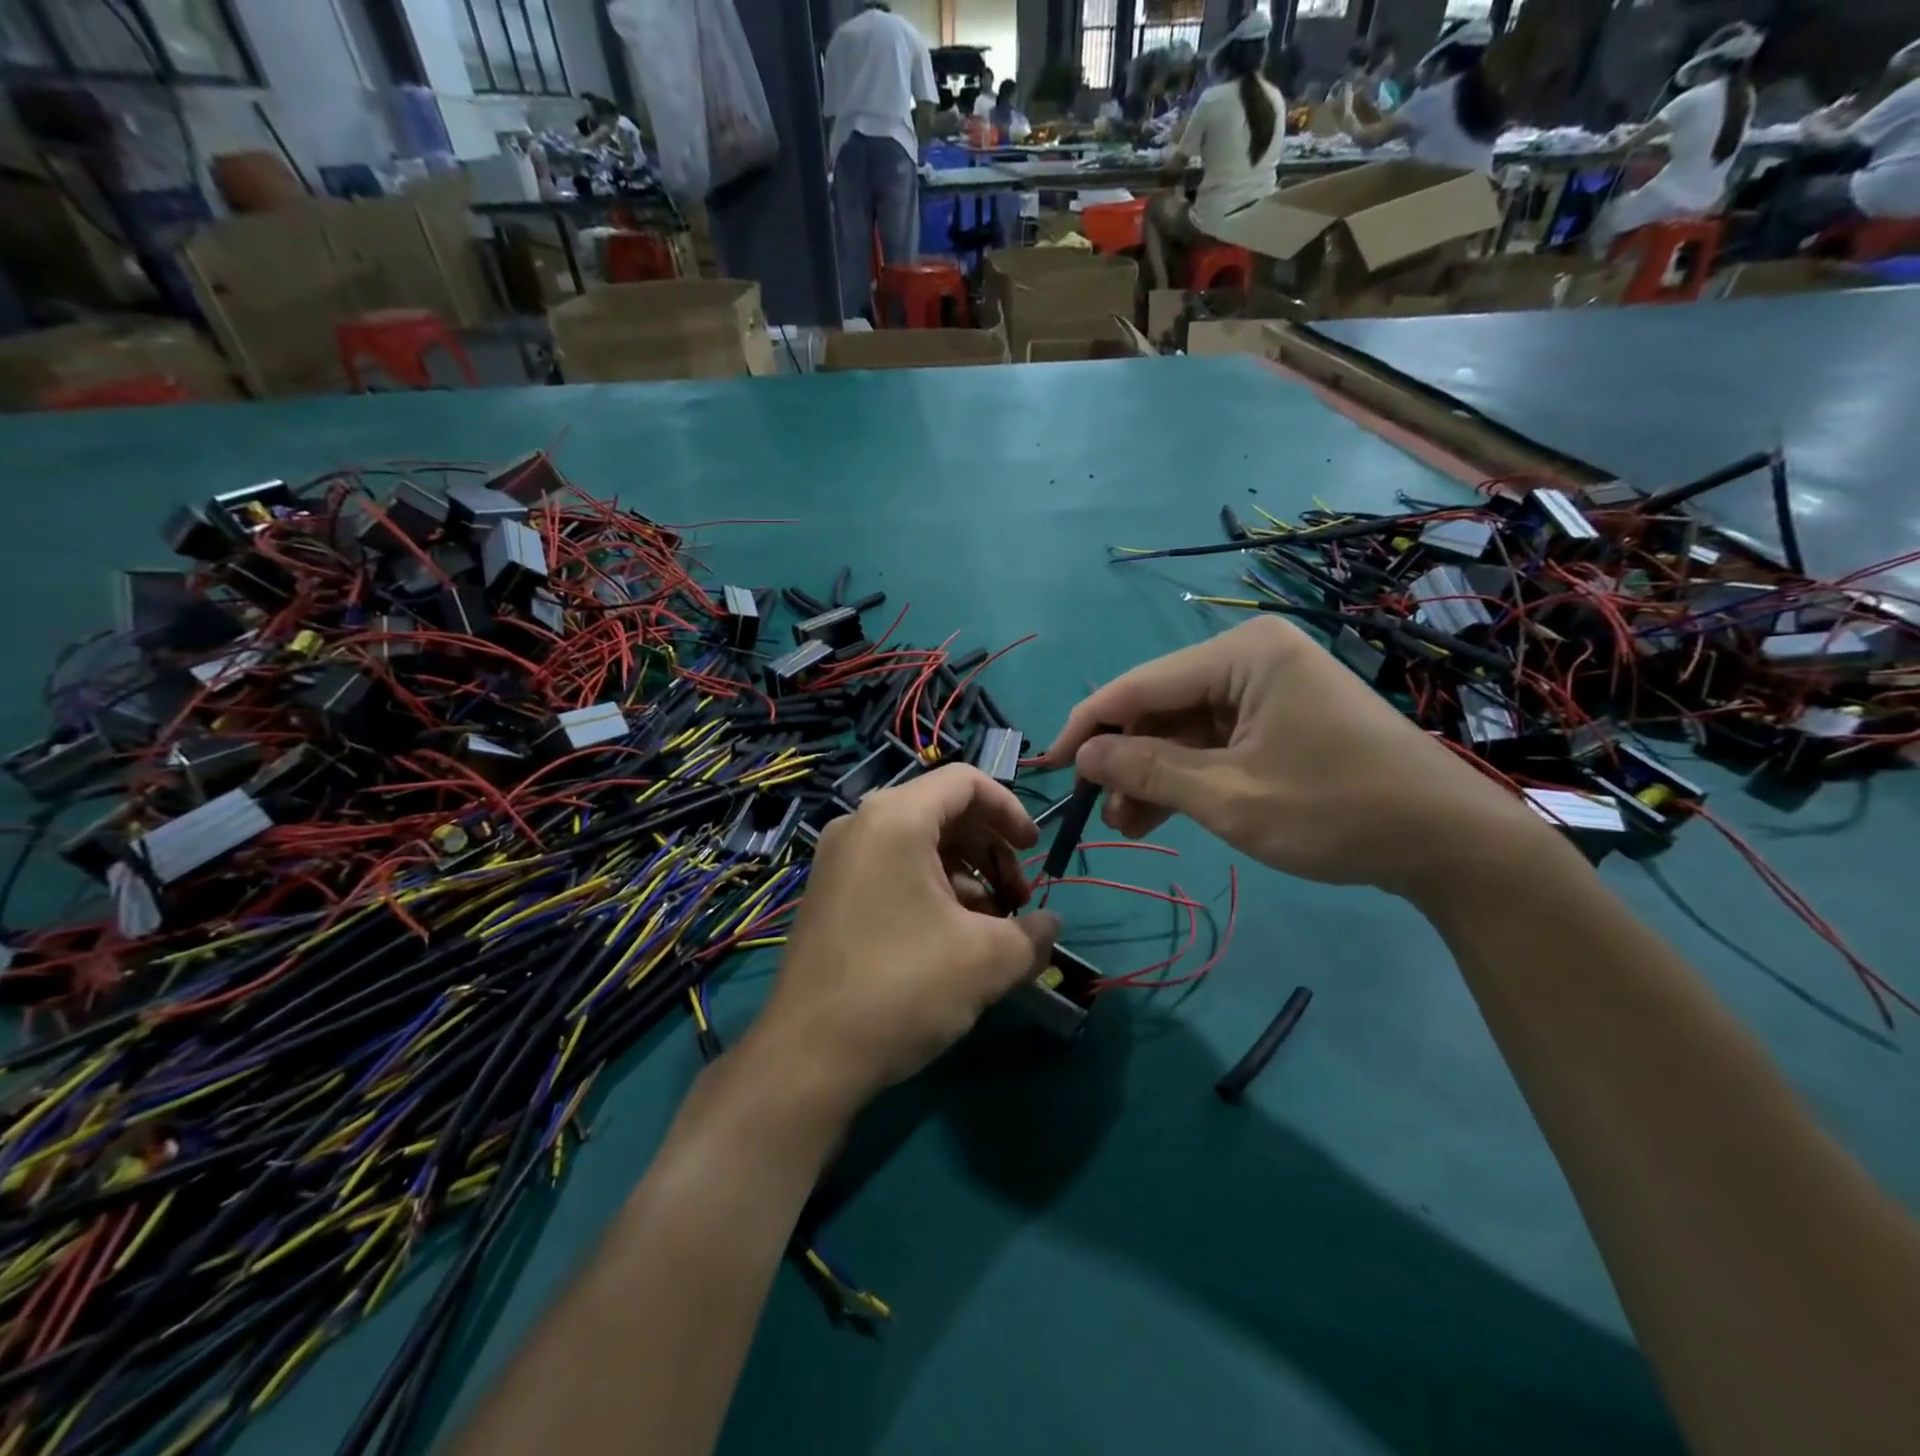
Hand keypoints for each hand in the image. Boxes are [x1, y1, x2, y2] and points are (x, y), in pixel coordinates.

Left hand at [742, 765, 1058, 1117]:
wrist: (807, 1058)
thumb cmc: (903, 988)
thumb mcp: (986, 960)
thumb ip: (1032, 933)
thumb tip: (1050, 927)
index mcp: (896, 818)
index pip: (966, 781)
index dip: (1010, 810)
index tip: (1033, 852)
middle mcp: (861, 825)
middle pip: (944, 812)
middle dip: (991, 851)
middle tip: (1018, 902)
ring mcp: (839, 860)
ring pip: (920, 845)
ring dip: (966, 877)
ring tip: (990, 931)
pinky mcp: (831, 894)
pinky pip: (893, 870)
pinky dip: (931, 891)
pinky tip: (952, 942)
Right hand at [1040, 617, 1548, 900]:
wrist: (1450, 844)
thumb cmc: (1337, 811)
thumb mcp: (1229, 797)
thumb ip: (1148, 769)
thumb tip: (1081, 754)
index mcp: (1241, 654)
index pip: (1139, 685)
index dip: (1087, 726)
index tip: (1048, 767)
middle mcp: (1251, 656)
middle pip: (1161, 705)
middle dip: (1125, 759)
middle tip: (1099, 812)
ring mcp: (1269, 686)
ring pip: (1185, 728)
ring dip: (1153, 773)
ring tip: (1127, 825)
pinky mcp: (1280, 716)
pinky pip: (1215, 740)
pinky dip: (1187, 775)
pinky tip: (1160, 813)